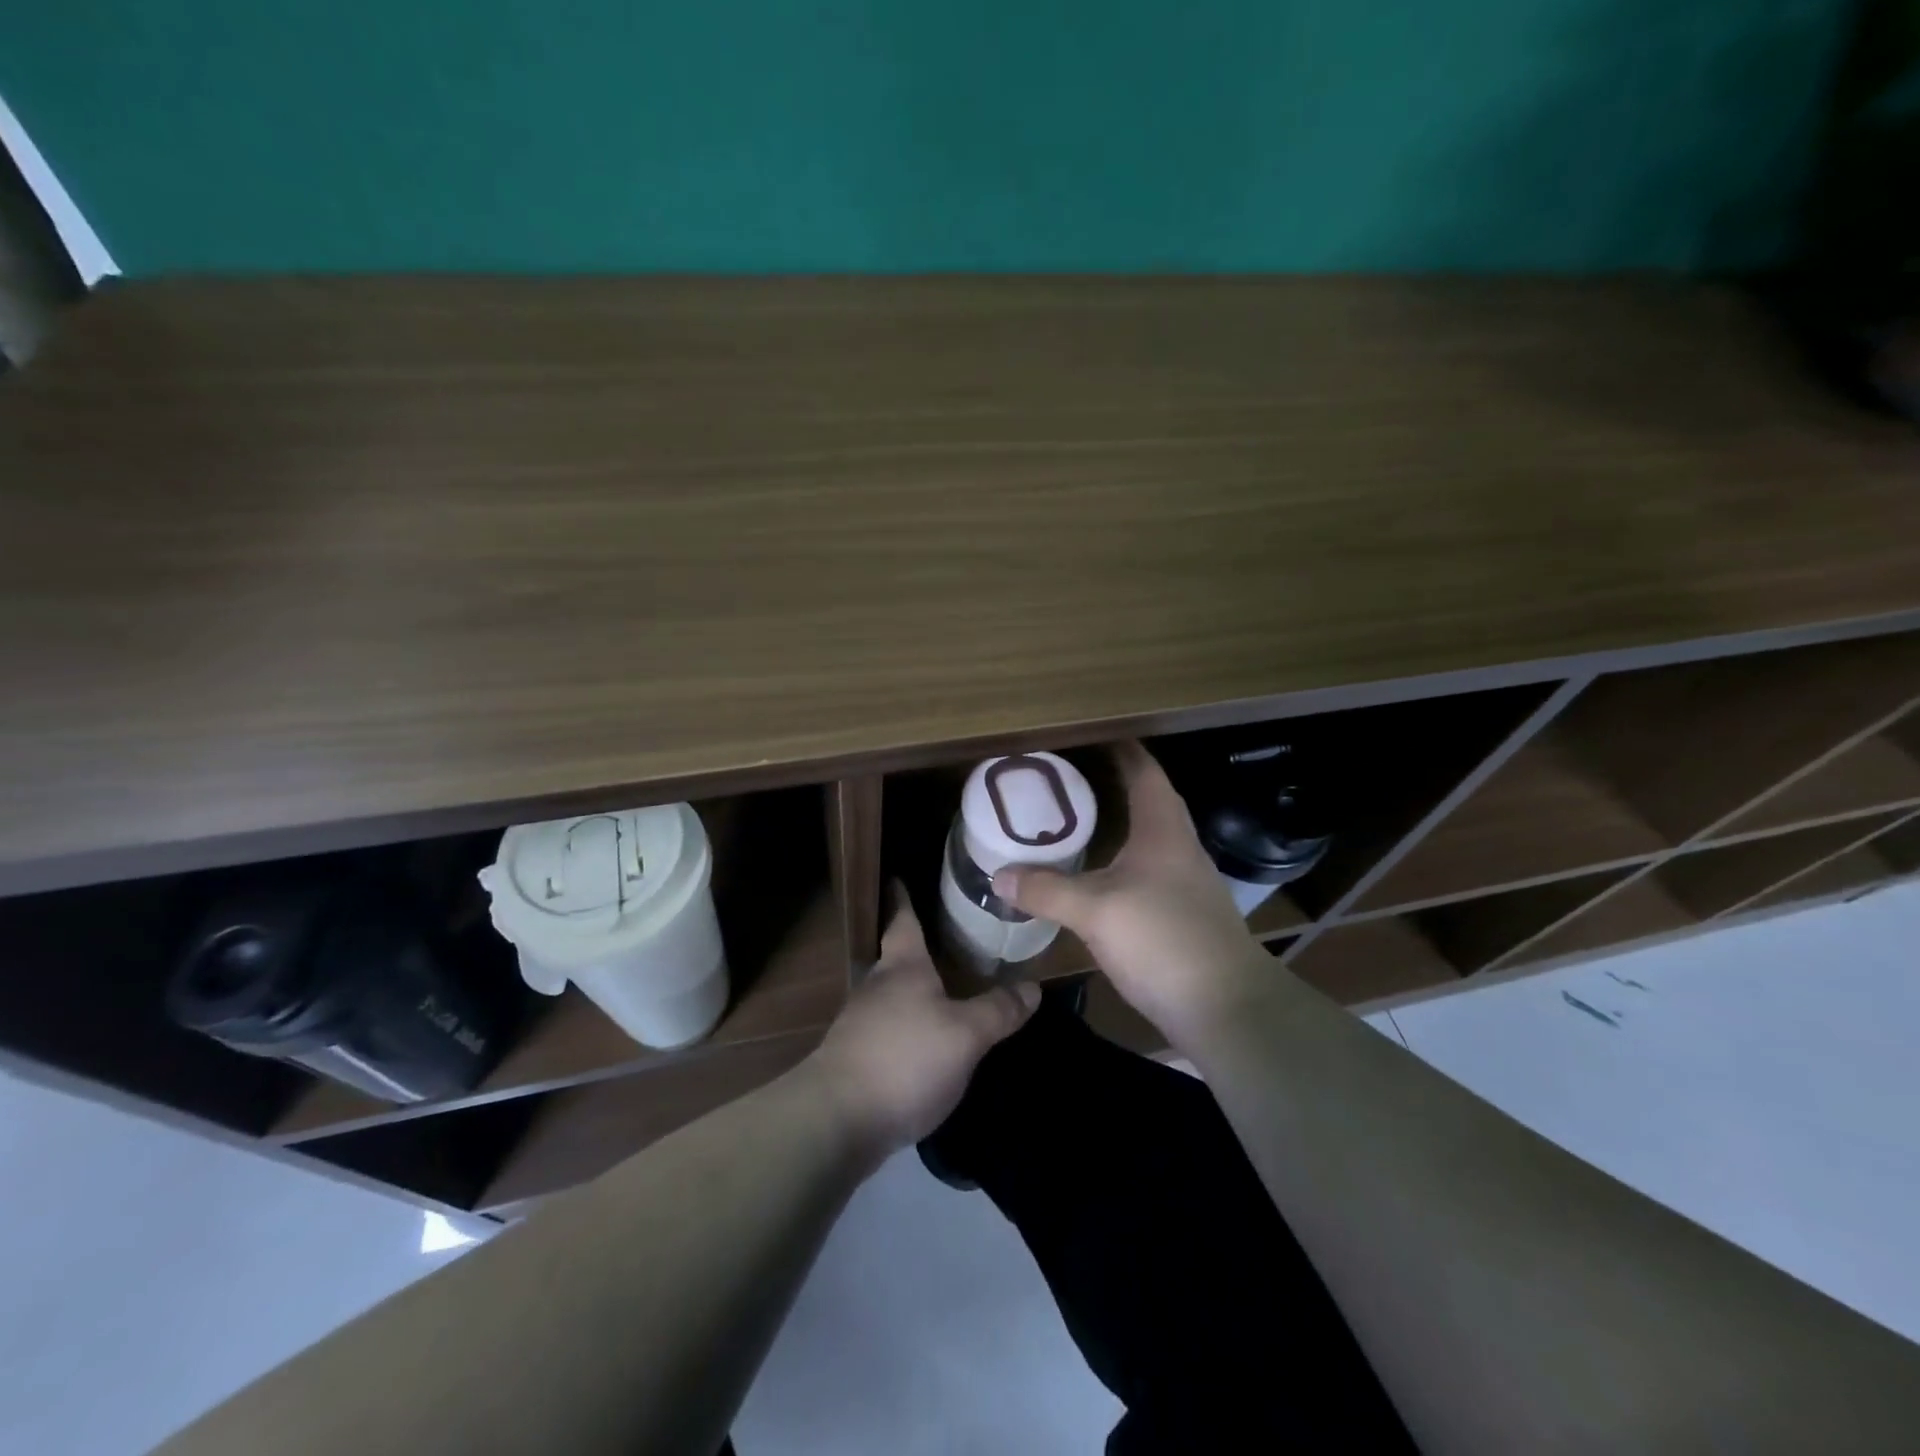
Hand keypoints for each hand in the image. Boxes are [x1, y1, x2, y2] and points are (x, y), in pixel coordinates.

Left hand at [805, 893, 1037, 1160]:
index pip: (903, 920)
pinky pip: (886, 1028)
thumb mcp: (965, 1035)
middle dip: (915, 946)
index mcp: (903, 967)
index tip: (898, 875)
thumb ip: (998, 1010)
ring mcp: (860, 1023)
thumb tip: (1034, 986)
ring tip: (940, 989)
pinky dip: (905, 1025)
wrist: (837, 1119)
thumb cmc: (905, 1059)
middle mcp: (877, 986)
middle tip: (944, 937)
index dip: (903, 897)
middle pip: (895, 956)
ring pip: (891, 994)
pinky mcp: (854, 1058)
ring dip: (911, 989)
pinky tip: (923, 1041)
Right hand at [992, 741, 1269, 1053]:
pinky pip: (1145, 869)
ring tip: (1073, 818)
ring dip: (1116, 821)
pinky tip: (1095, 874)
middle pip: (1146, 798)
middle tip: (1065, 776)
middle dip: (1110, 782)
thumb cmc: (1163, 938)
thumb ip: (1045, 889)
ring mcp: (1184, 881)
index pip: (1143, 769)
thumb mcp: (1095, 910)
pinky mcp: (1182, 912)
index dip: (1119, 747)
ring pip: (1146, 835)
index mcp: (1162, 828)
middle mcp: (1178, 845)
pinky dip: (1119, 859)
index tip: (1086, 733)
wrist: (1226, 1007)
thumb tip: (997, 875)